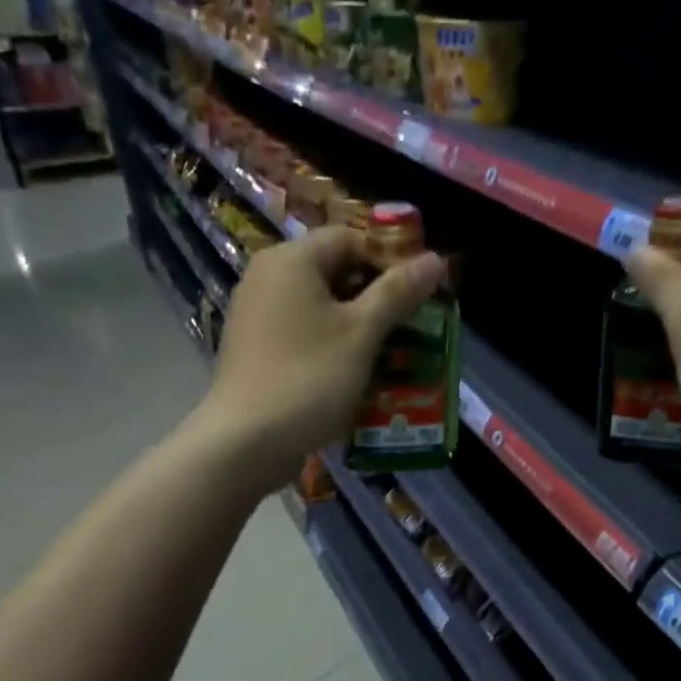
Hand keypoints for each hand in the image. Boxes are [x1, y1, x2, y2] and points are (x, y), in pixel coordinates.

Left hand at [197, 225, 442, 488]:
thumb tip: (435, 259)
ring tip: (392, 353)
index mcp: (291, 260)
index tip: (420, 292)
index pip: (350, 239)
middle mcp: (267, 277)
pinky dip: (331, 346)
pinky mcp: (255, 350)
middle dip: (377, 297)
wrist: (244, 442)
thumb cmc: (309, 378)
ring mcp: (256, 316)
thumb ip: (397, 292)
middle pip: (334, 272)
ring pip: (320, 308)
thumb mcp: (361, 333)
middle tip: (413, 325)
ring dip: (357, 326)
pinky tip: (355, 374)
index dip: (390, 260)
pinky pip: (302, 335)